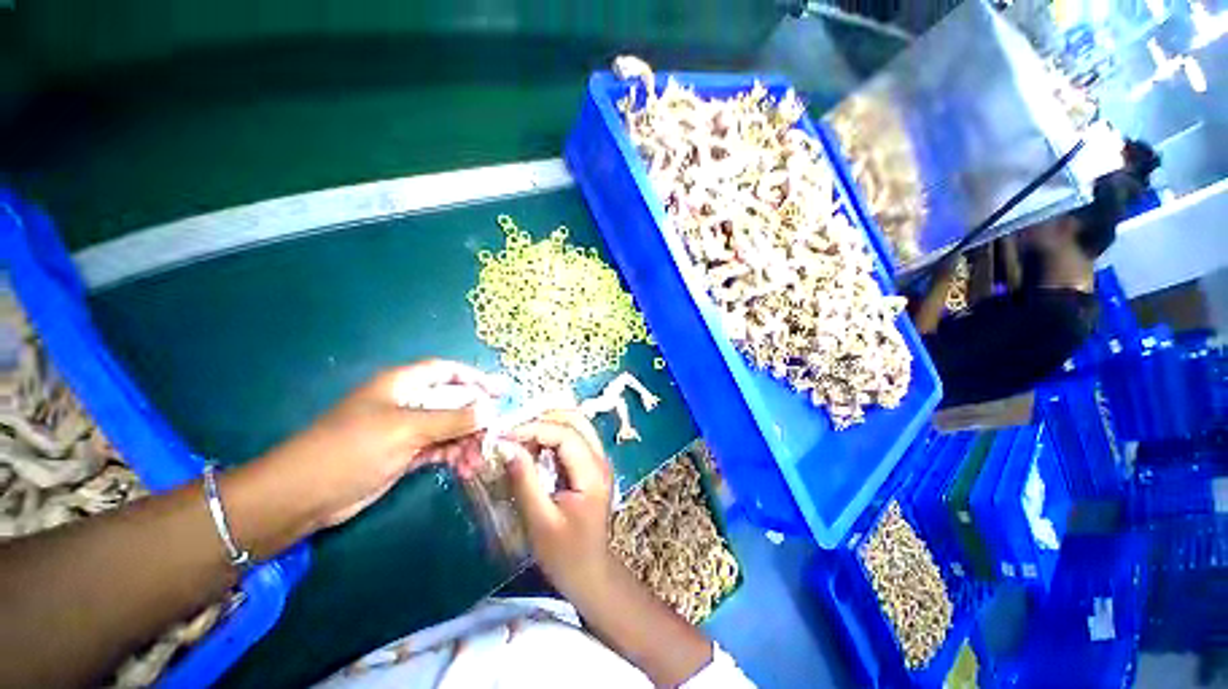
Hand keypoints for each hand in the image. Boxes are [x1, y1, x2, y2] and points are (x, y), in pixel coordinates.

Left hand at [265, 360, 504, 526]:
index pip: (447, 372)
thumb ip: (452, 419)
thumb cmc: (352, 448)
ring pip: (449, 428)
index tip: (500, 392)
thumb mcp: (406, 428)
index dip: (475, 378)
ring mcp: (407, 429)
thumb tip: (491, 410)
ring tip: (477, 461)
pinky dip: (454, 456)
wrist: (304, 495)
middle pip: (453, 402)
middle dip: (475, 418)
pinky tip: (464, 468)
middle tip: (494, 435)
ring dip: (466, 441)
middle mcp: (408, 402)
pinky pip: (440, 448)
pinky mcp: (405, 453)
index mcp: (403, 384)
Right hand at [497, 411, 614, 601]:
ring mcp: (598, 460)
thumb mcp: (540, 521)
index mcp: (592, 473)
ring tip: (519, 436)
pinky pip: (573, 437)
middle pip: (575, 420)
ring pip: (575, 424)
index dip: (534, 428)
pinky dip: (552, 435)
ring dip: (547, 424)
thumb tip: (506, 446)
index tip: (504, 435)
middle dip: (542, 419)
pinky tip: (533, 446)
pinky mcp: (591, 465)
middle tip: (512, 431)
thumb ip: (525, 480)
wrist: (590, 572)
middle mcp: (600, 458)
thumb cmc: (565, 554)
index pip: (565, 434)